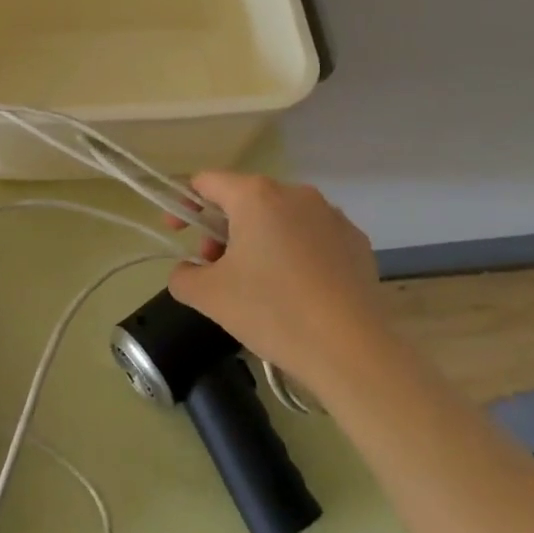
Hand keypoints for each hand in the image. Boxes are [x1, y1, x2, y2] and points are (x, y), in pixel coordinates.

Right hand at [167, 172, 384, 394]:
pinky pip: (312, 236)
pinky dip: (294, 253)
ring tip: (255, 283)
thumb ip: (183, 276)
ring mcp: (331, 215)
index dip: (184, 204)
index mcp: (255, 196)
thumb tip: (188, 271)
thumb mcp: (209, 297)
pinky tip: (296, 290)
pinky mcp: (356, 241)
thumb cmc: (273, 312)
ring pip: (280, 217)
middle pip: (244, 199)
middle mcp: (295, 194)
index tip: (177, 233)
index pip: (207, 182)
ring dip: (258, 240)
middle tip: (214, 268)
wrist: (351, 350)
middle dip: (221, 229)